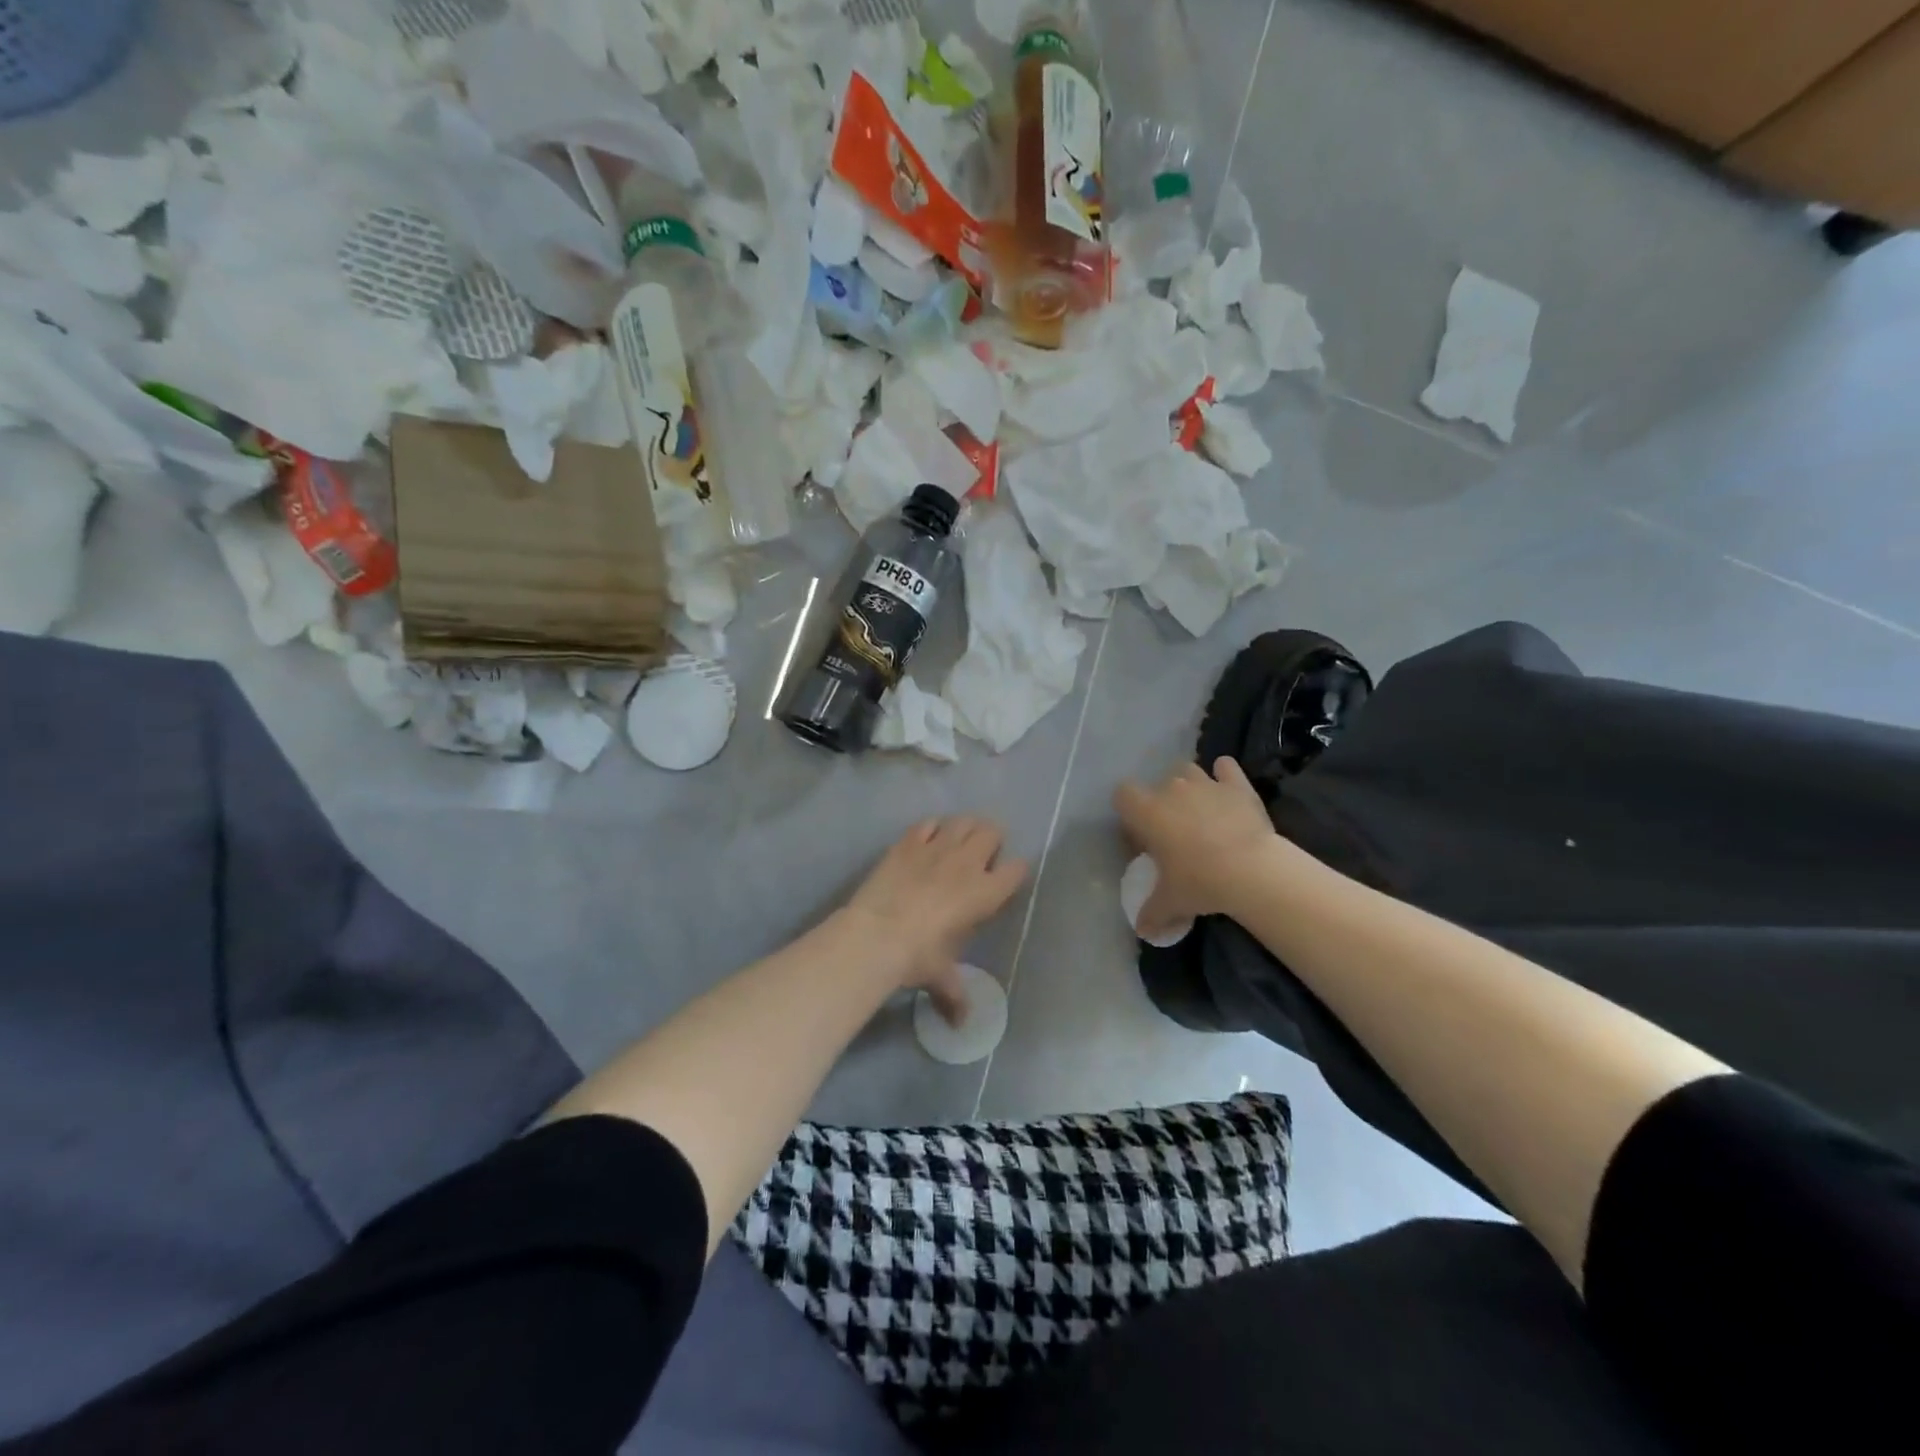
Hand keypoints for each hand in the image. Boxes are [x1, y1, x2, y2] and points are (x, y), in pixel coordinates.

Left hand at [844, 818, 1027, 1013]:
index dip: (1014, 872)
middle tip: (980, 858)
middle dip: (991, 841)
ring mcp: (937, 847)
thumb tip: (962, 1025)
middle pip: (992, 832)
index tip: (1006, 881)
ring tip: (957, 843)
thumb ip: (956, 995)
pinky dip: (932, 828)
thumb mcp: (941, 977)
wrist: (875, 935)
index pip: (1017, 869)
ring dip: (964, 829)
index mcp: (986, 893)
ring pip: (963, 821)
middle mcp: (967, 863)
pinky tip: (926, 840)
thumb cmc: (918, 957)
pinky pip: (928, 823)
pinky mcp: (908, 842)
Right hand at [1115, 758, 1277, 938]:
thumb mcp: (1170, 902)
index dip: (1129, 813)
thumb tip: (1142, 930)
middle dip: (1162, 802)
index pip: (1122, 795)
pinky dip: (1224, 774)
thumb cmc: (1199, 882)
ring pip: (1188, 770)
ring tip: (1200, 811)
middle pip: (1157, 783)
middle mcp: (1171, 789)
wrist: (1251, 870)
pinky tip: (1227, 790)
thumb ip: (1152, 913)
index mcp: (1146, 812)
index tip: (1142, 837)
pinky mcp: (1237, 785)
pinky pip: (1225, 766)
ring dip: (1189, 785)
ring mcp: (1205, 783)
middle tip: (1174, 831)